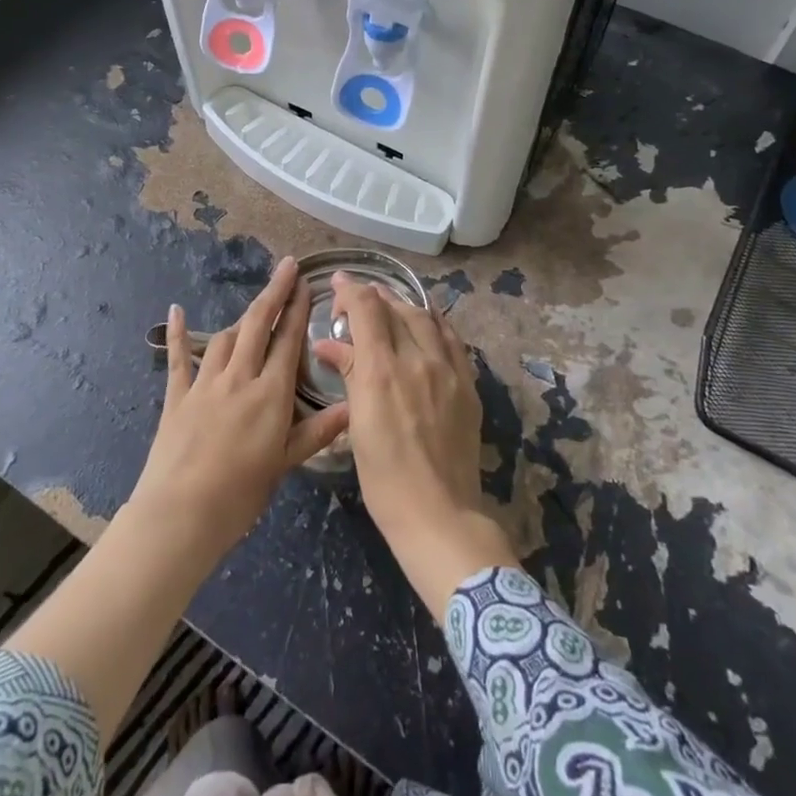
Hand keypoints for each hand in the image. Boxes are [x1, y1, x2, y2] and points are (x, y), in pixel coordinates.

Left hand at [131, 256, 349, 558]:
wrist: (181, 513)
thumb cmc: (241, 494)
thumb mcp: (285, 463)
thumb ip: (318, 432)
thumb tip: (353, 407)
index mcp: (270, 394)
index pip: (288, 340)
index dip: (298, 308)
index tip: (305, 282)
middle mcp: (239, 378)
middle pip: (257, 324)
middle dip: (274, 292)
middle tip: (286, 267)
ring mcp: (205, 383)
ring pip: (225, 337)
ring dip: (241, 320)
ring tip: (254, 312)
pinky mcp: (177, 396)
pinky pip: (179, 358)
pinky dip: (178, 332)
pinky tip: (176, 309)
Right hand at [313, 277, 515, 618]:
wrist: (438, 512)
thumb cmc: (384, 477)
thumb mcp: (356, 424)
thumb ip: (348, 375)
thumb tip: (328, 345)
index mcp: (382, 370)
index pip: (367, 309)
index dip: (351, 290)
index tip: (337, 282)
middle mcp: (417, 359)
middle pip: (396, 309)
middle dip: (375, 296)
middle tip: (359, 299)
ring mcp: (448, 370)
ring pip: (426, 319)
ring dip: (405, 306)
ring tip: (391, 306)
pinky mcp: (467, 385)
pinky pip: (452, 340)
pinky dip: (435, 324)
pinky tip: (429, 324)